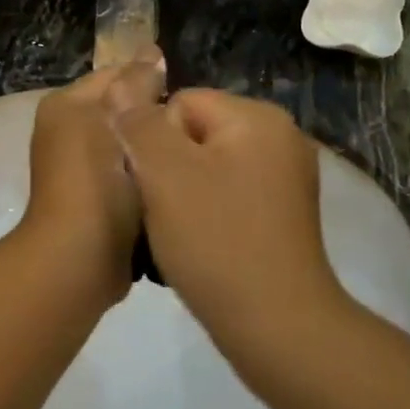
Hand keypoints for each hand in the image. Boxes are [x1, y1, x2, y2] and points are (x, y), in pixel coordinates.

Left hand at [22, 49, 166, 307]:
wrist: (79, 260)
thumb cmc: (99, 183)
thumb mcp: (123, 123)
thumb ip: (139, 84)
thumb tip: (152, 52)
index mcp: (66, 104)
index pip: (117, 74)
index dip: (153, 81)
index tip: (190, 101)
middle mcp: (66, 132)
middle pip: (124, 109)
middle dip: (156, 118)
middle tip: (196, 132)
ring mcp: (78, 169)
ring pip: (129, 144)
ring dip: (154, 150)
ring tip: (191, 157)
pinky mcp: (93, 199)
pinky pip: (127, 174)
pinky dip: (147, 177)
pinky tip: (175, 184)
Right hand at [117, 89, 344, 336]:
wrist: (276, 326)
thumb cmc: (217, 242)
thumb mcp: (165, 174)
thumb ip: (139, 122)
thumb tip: (123, 82)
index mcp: (258, 116)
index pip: (180, 102)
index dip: (154, 142)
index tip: (156, 187)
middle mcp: (280, 136)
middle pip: (195, 133)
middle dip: (169, 169)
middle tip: (164, 213)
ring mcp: (286, 177)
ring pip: (208, 168)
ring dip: (184, 195)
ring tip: (179, 233)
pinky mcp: (283, 214)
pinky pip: (229, 195)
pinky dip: (209, 215)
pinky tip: (202, 245)